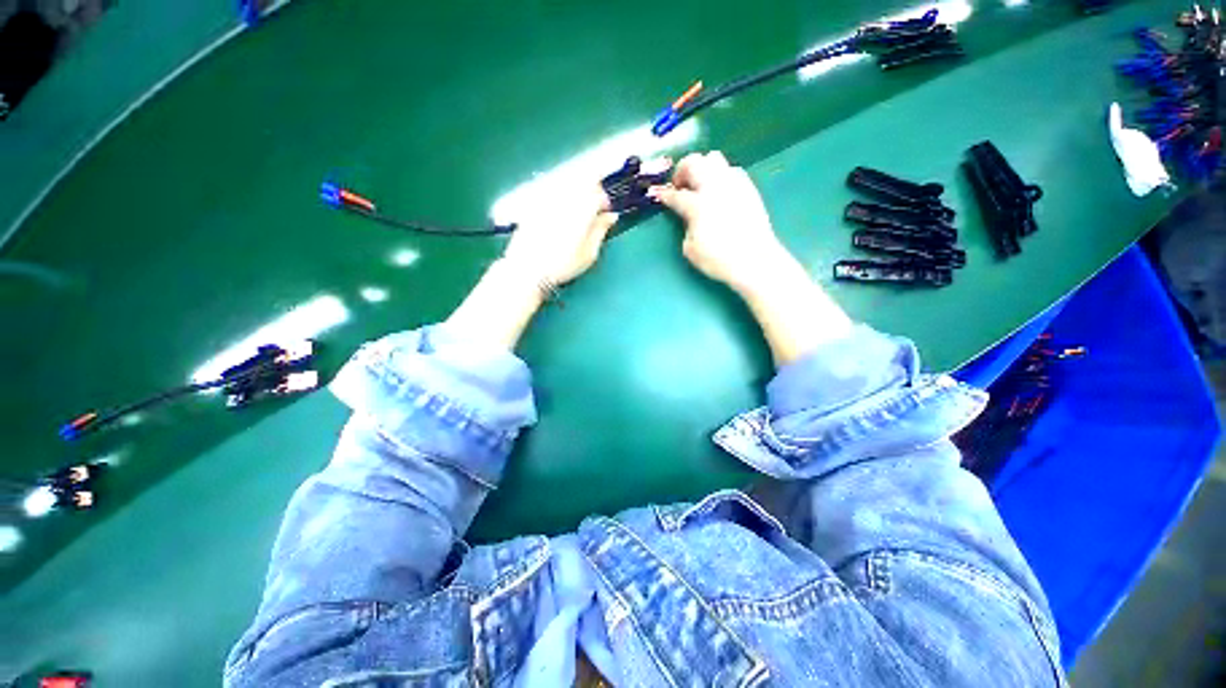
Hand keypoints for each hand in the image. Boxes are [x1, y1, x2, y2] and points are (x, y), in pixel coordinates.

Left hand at [500, 185, 617, 285]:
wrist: (528, 268)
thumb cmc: (563, 265)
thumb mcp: (589, 253)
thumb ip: (601, 230)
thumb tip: (611, 216)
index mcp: (582, 209)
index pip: (599, 194)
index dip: (605, 202)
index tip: (605, 214)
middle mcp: (565, 198)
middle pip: (582, 184)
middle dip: (591, 194)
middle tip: (593, 211)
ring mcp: (547, 199)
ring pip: (567, 186)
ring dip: (576, 194)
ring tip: (577, 213)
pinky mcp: (534, 204)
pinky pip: (551, 193)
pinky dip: (560, 199)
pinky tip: (559, 216)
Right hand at [649, 151, 790, 294]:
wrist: (754, 260)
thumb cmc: (718, 259)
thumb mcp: (690, 248)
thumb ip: (686, 227)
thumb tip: (689, 217)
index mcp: (697, 205)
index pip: (675, 195)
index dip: (665, 195)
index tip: (660, 195)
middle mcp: (714, 187)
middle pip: (694, 163)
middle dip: (682, 171)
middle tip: (680, 186)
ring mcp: (733, 184)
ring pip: (713, 159)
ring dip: (702, 168)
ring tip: (700, 185)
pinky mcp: (748, 187)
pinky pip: (730, 170)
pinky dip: (720, 175)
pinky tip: (719, 191)